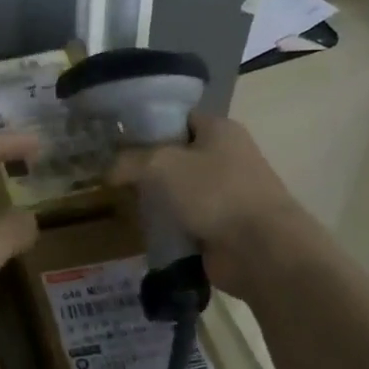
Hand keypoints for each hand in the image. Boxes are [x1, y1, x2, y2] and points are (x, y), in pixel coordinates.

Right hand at [108, 114, 304, 290]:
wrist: (261, 250)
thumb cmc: (215, 193)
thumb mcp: (161, 165)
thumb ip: (130, 161)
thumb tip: (107, 170)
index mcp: (220, 129)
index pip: (178, 118)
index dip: (147, 126)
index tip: (117, 140)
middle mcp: (227, 156)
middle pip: (177, 155)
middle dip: (147, 165)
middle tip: (113, 173)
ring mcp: (227, 193)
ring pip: (180, 190)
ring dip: (156, 198)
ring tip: (121, 201)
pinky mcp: (223, 226)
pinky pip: (186, 219)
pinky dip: (167, 225)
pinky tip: (141, 229)